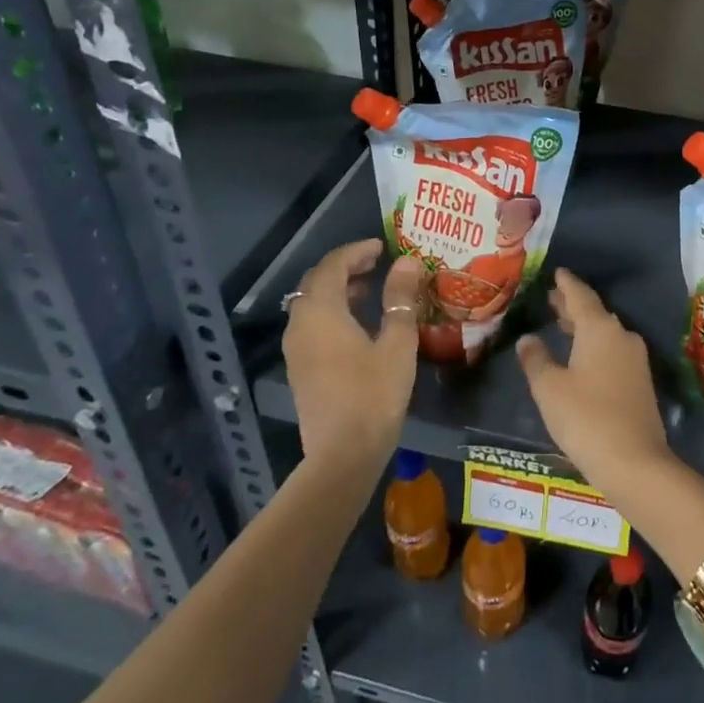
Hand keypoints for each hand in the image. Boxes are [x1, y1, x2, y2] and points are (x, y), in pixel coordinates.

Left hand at [282, 240, 424, 471]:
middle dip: (345, 268)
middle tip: (376, 263)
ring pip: (312, 305)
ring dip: (338, 291)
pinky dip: (333, 313)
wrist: (342, 456)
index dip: (356, 251)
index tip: (382, 247)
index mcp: (321, 312)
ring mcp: (297, 350)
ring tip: (371, 291)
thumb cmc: (374, 394)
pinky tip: (359, 325)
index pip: (332, 265)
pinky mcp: (300, 370)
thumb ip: (400, 299)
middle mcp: (301, 325)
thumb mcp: (397, 342)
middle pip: (317, 282)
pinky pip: (312, 326)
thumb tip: (407, 262)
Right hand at [516, 268, 670, 494]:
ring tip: (562, 323)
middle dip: (572, 305)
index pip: (580, 296)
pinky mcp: (640, 381)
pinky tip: (581, 356)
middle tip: (552, 297)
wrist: (635, 461)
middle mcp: (621, 336)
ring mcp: (634, 359)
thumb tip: (528, 339)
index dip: (566, 284)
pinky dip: (594, 345)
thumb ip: (536, 360)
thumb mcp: (550, 389)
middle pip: (594, 313)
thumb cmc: (585, 418)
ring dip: (584, 326)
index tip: (558, 272)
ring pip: (605, 332)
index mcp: (599, 329)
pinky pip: (613, 350)